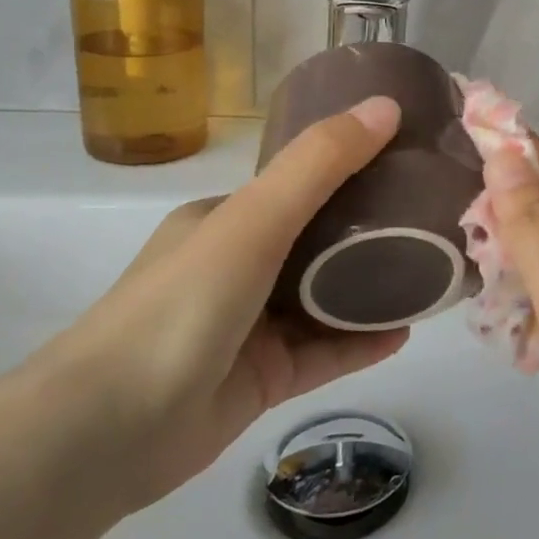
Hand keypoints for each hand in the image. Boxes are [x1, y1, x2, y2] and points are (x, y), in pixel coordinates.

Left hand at [32, 97, 410, 512]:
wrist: (107, 432)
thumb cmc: (182, 305)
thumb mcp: (254, 220)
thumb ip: (320, 164)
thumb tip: (388, 106)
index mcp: (223, 220)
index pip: (296, 186)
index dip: (350, 172)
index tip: (406, 165)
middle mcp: (235, 267)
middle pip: (316, 243)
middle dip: (370, 233)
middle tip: (430, 221)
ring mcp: (248, 327)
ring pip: (324, 301)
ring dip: (371, 290)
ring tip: (429, 276)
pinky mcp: (260, 380)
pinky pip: (323, 353)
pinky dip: (361, 342)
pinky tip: (405, 333)